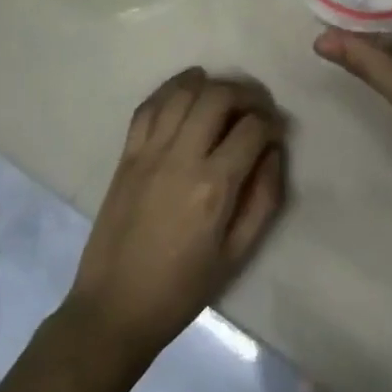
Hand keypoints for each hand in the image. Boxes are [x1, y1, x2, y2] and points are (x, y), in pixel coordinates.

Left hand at [67, 69, 287, 362]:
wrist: (114, 307)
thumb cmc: (182, 288)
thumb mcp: (237, 254)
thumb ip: (263, 198)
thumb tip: (274, 153)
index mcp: (214, 187)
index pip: (252, 129)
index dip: (272, 123)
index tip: (277, 132)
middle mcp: (181, 157)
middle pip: (218, 97)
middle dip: (246, 94)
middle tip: (256, 107)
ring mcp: (149, 152)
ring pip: (183, 93)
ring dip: (210, 84)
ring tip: (225, 94)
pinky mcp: (126, 155)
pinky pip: (148, 106)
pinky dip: (171, 89)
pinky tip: (187, 89)